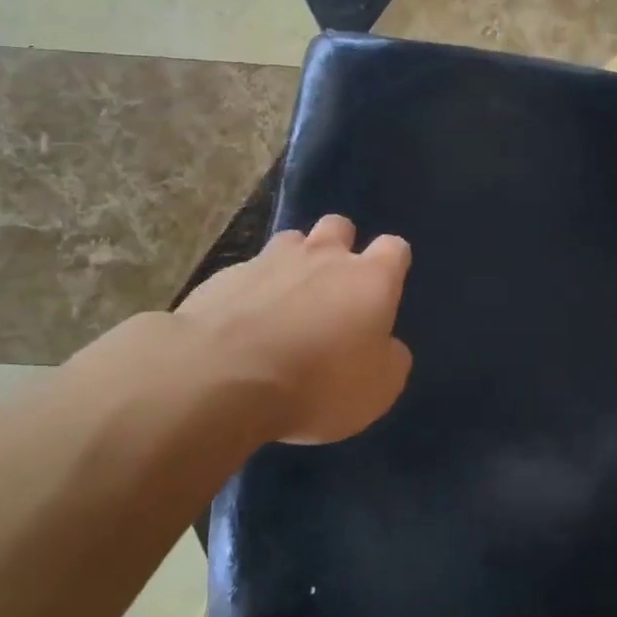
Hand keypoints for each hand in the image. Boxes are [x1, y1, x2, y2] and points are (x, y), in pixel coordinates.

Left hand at [169, 216, 413, 444]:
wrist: (222, 378)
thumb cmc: (318, 384)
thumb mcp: (378, 390)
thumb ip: (389, 358)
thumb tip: (387, 346)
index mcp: (369, 279)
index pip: (394, 248)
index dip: (392, 264)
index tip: (386, 288)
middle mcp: (323, 256)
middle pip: (339, 226)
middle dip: (340, 247)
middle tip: (334, 288)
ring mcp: (269, 260)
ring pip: (291, 241)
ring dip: (294, 262)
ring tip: (286, 300)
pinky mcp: (225, 276)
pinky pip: (248, 272)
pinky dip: (252, 290)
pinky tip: (242, 323)